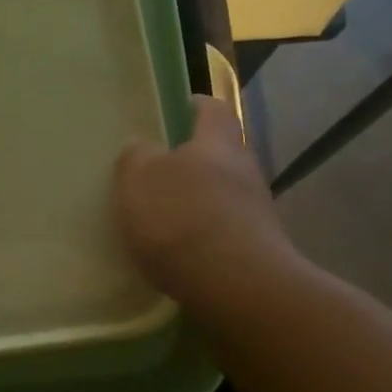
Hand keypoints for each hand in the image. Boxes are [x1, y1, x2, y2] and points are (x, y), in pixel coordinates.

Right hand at [114, 94, 300, 301]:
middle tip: (154, 174)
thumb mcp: (139, 179)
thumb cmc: (181, 218)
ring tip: (161, 220)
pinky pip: (223, 232)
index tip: (171, 112)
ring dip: (196, 202)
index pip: (212, 109)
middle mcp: (245, 169)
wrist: (234, 285)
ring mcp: (256, 211)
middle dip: (190, 161)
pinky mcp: (256, 249)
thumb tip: (141, 146)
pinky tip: (178, 254)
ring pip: (221, 195)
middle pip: (218, 154)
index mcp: (218, 142)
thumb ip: (136, 157)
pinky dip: (202, 237)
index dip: (192, 106)